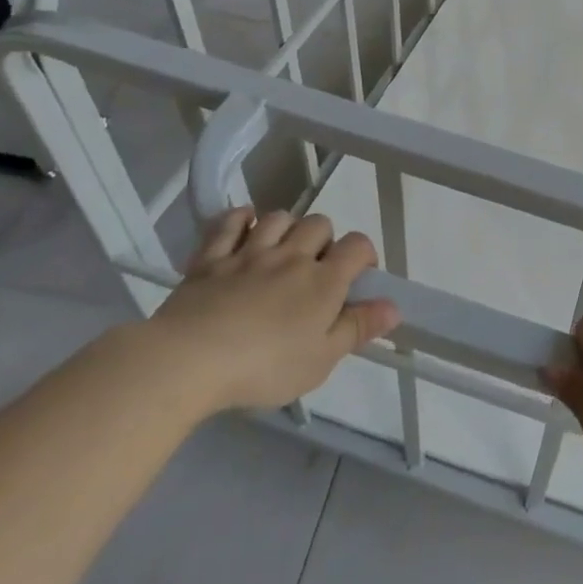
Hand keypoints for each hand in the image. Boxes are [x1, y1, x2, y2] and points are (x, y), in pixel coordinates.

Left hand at [141, 208, 398, 413]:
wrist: (188, 361)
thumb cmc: (264, 366)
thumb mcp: (321, 360)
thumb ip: (358, 328)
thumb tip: (394, 306)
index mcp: (324, 280)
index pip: (358, 245)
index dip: (364, 255)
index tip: (358, 278)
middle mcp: (292, 256)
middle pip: (320, 223)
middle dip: (324, 240)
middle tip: (315, 270)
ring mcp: (249, 252)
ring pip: (279, 217)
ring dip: (286, 228)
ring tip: (281, 251)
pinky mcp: (211, 258)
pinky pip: (229, 223)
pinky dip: (240, 219)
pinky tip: (244, 228)